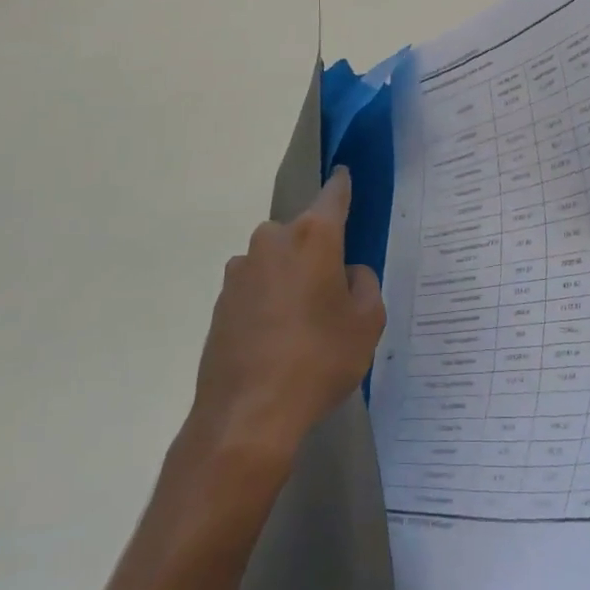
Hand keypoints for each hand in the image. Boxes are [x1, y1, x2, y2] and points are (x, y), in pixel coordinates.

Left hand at [190, 168, 385, 464]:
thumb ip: (365, 284)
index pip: (333, 195)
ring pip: (276, 259)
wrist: (248, 415)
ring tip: (303, 321)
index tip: (344, 174)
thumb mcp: (367, 323)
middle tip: (334, 289)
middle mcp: (272, 241)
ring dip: (290, 276)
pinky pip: (256, 286)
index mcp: (313, 237)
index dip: (342, 185)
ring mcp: (240, 270)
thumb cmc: (319, 360)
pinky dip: (268, 299)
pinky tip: (277, 338)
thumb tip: (348, 272)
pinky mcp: (222, 300)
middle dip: (318, 250)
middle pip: (303, 232)